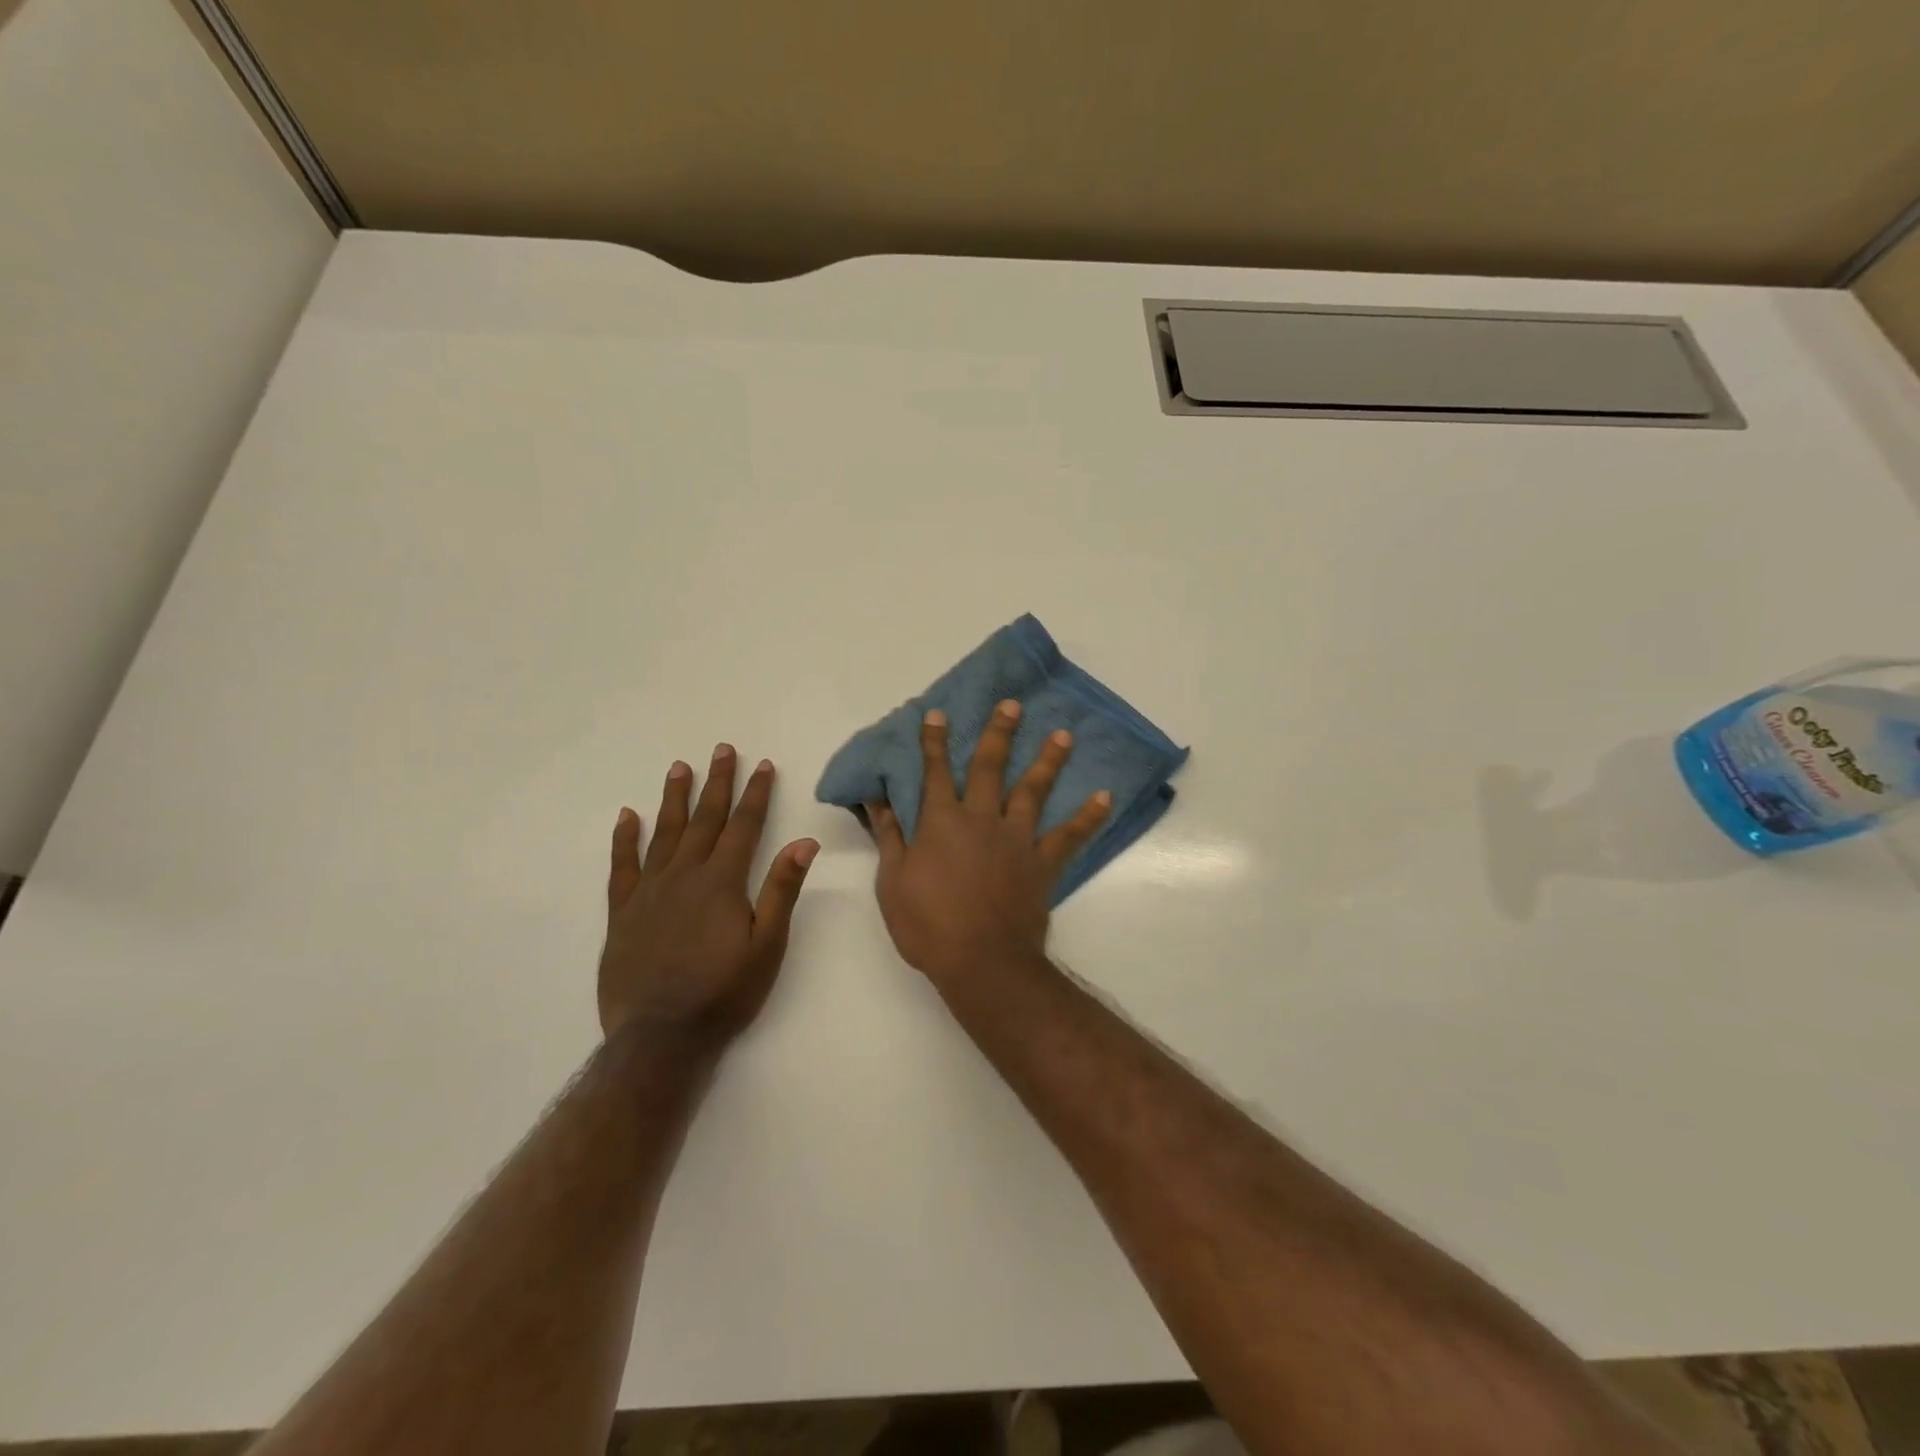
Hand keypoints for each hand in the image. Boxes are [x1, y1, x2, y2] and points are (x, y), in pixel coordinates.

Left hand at [599, 745, 818, 1048]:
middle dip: (717, 783)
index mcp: (722, 882)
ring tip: (679, 767)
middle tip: (722, 750)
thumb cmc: (723, 992)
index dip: (756, 794)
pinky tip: (627, 816)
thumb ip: (782, 890)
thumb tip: (805, 841)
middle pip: (704, 819)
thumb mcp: (767, 945)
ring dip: (674, 798)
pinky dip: (625, 839)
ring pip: (663, 832)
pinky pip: (622, 865)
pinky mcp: (622, 912)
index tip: (763, 765)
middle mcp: (684, 875)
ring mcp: (649, 891)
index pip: (744, 826)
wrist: (660, 1037)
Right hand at [867, 701, 1109, 985]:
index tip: (937, 714)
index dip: (934, 742)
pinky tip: (1105, 796)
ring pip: (1034, 790)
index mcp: (941, 821)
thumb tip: (877, 800)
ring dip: (1048, 760)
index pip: (935, 772)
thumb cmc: (928, 924)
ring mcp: (1017, 838)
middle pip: (989, 767)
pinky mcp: (1043, 862)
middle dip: (998, 733)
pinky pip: (1069, 835)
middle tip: (1013, 705)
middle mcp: (981, 818)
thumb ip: (890, 836)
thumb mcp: (893, 882)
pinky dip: (1088, 816)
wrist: (981, 961)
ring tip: (1064, 734)